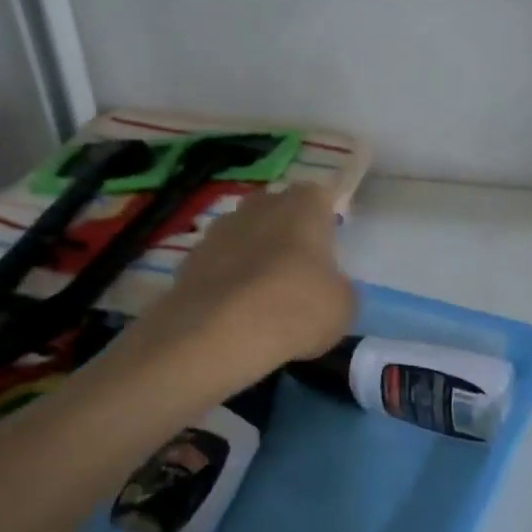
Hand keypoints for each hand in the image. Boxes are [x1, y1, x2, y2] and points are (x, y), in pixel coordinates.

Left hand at [133, 183, 356, 372]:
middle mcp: (259, 205)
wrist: (217, 335)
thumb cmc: (296, 308)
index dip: (325, 220)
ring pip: (245, 236)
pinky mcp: (188, 260)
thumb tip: (327, 287)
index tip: (330, 248)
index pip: (320, 196)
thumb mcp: (343, 305)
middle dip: (287, 234)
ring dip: (254, 257)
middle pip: (278, 211)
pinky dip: (227, 282)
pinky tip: (235, 314)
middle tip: (299, 273)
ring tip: (264, 299)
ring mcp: (218, 230)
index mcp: (303, 205)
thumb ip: (338, 286)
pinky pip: (218, 265)